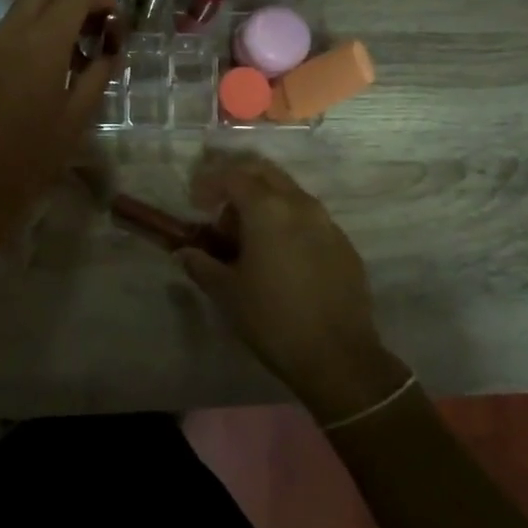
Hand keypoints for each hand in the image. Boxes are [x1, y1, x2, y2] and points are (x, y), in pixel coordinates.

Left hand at [0, 0, 119, 238]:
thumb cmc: (31, 157)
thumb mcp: (77, 118)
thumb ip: (98, 75)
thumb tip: (110, 52)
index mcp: (41, 44)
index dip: (103, 1)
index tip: (117, 27)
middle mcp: (10, 33)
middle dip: (75, 0)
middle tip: (94, 35)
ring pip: (23, 8)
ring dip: (51, 17)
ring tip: (72, 57)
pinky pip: (7, 31)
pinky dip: (31, 34)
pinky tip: (43, 72)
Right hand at [177, 154, 411, 422]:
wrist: (338, 356)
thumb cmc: (272, 319)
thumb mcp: (227, 292)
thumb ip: (201, 264)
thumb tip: (185, 253)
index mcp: (268, 209)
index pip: (233, 176)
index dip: (209, 182)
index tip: (195, 203)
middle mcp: (300, 204)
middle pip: (264, 171)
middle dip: (237, 179)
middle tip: (218, 206)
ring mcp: (326, 222)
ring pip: (289, 191)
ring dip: (263, 200)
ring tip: (245, 234)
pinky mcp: (343, 243)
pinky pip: (308, 217)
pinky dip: (286, 220)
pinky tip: (277, 253)